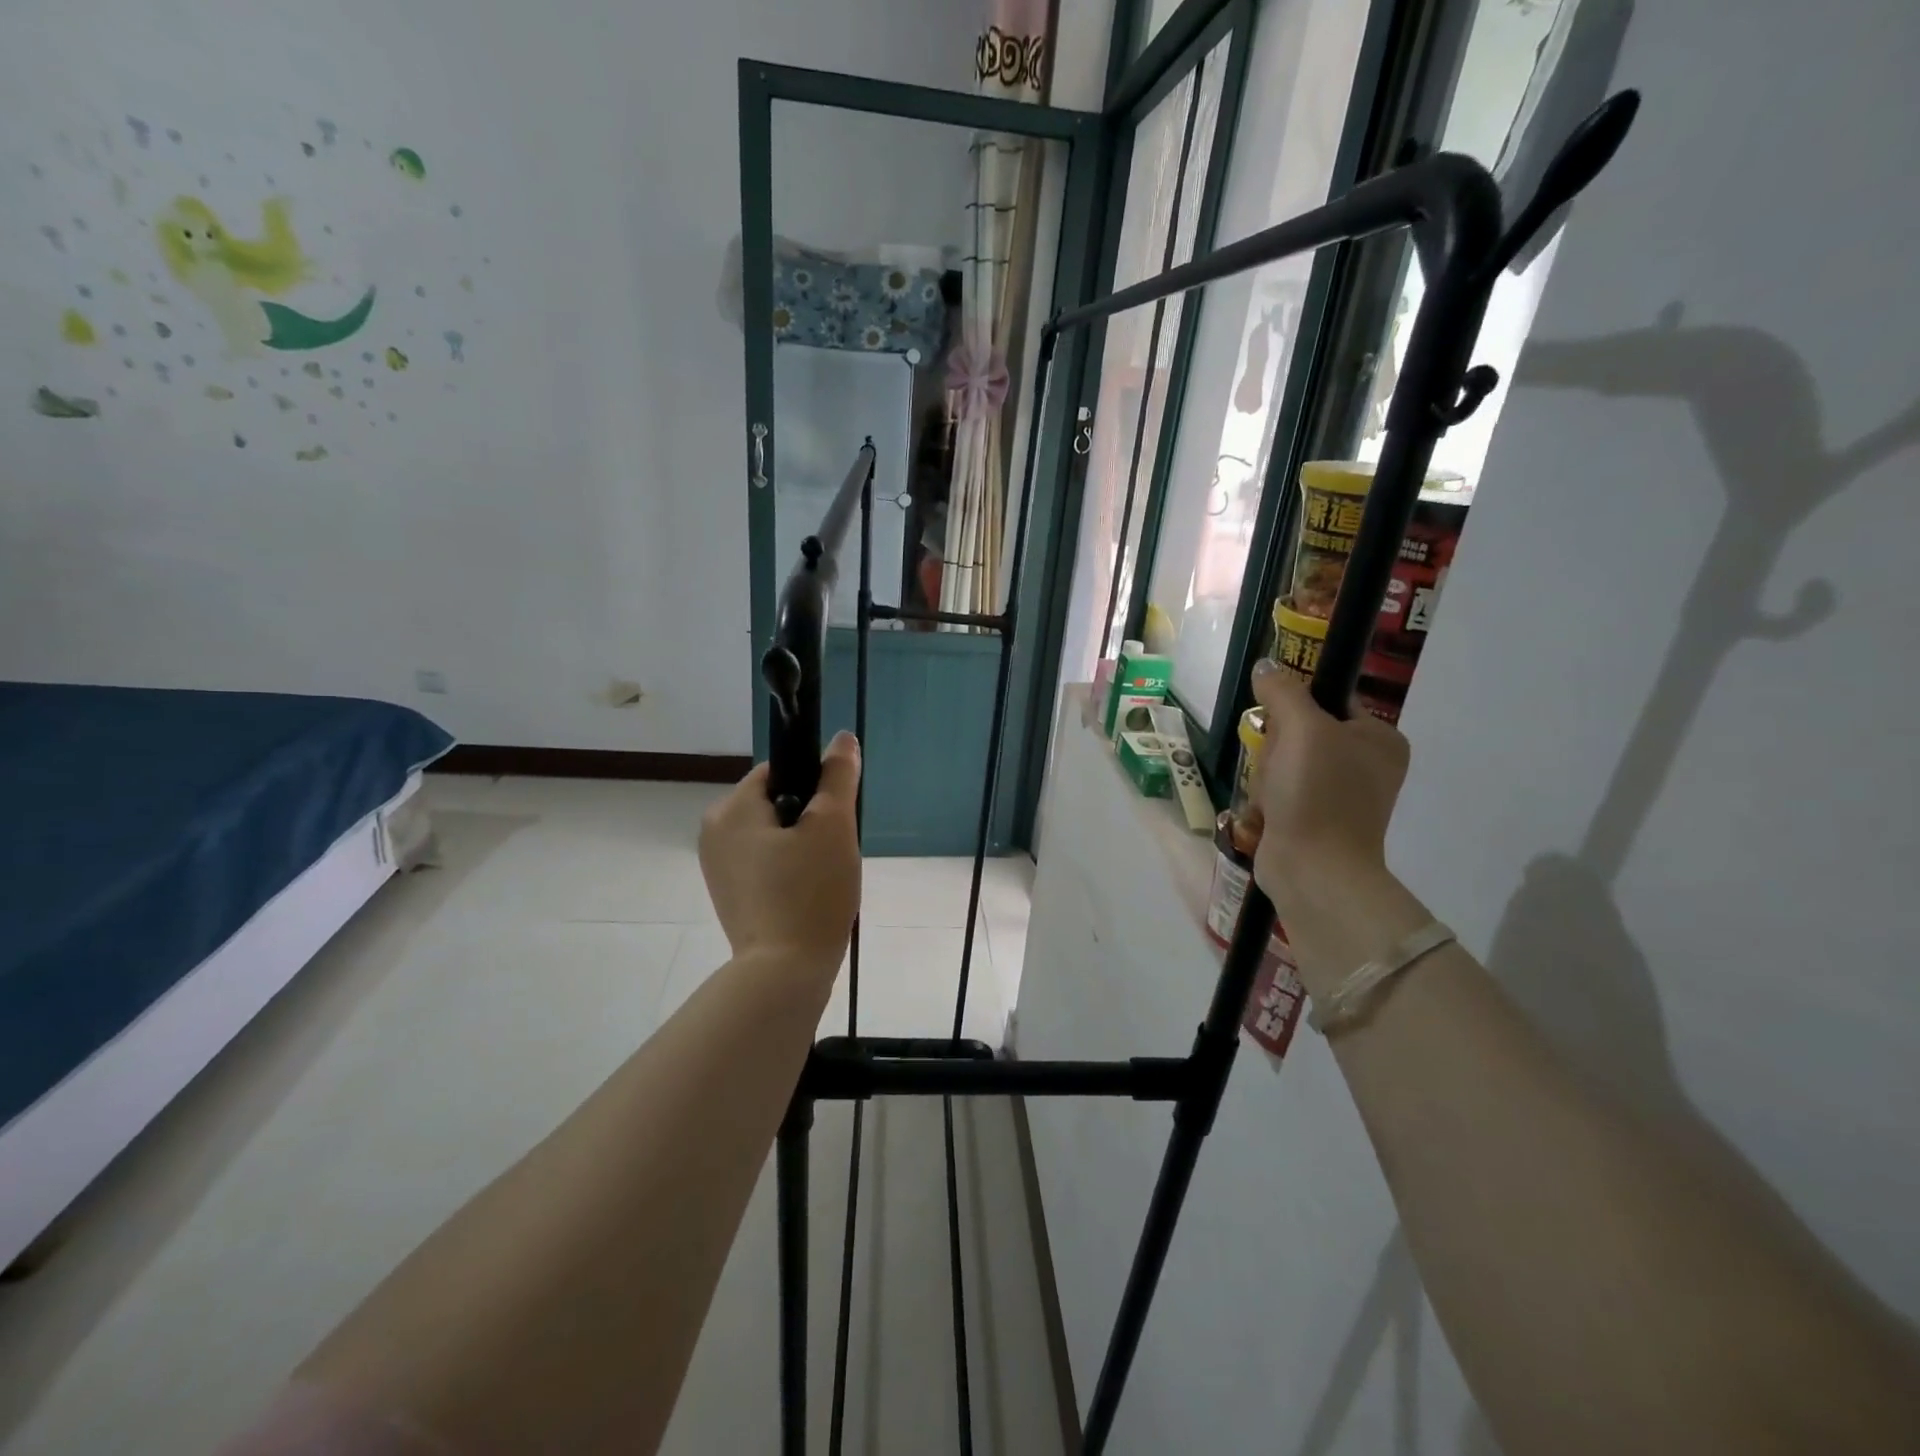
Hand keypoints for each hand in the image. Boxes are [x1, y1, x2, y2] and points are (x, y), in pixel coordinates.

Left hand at [699, 732, 862, 977]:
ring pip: (772, 834)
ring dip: (802, 845)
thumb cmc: (810, 892)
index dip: (814, 786)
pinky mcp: (729, 895)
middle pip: (775, 803)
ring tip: (823, 875)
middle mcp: (713, 832)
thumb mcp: (833, 825)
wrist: (785, 973)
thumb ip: (838, 775)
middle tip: (833, 850)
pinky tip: (808, 893)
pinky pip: (765, 863)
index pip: (778, 772)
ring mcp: (717, 867)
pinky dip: (788, 869)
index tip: (834, 816)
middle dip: (809, 819)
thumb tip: (841, 738)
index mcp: (730, 809)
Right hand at [1248, 660, 1410, 904]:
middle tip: (1275, 764)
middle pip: (1300, 732)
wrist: (1313, 869)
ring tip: (1271, 795)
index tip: (1279, 723)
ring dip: (1266, 776)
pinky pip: (1280, 793)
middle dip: (1275, 747)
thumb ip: (1283, 691)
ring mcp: (1340, 797)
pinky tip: (1268, 813)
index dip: (1296, 706)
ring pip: (1284, 763)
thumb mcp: (1301, 728)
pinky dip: (1267, 800)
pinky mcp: (1315, 821)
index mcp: (1379, 739)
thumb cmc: (1317, 792)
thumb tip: (1266, 666)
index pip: (1329, 699)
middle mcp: (1366, 765)